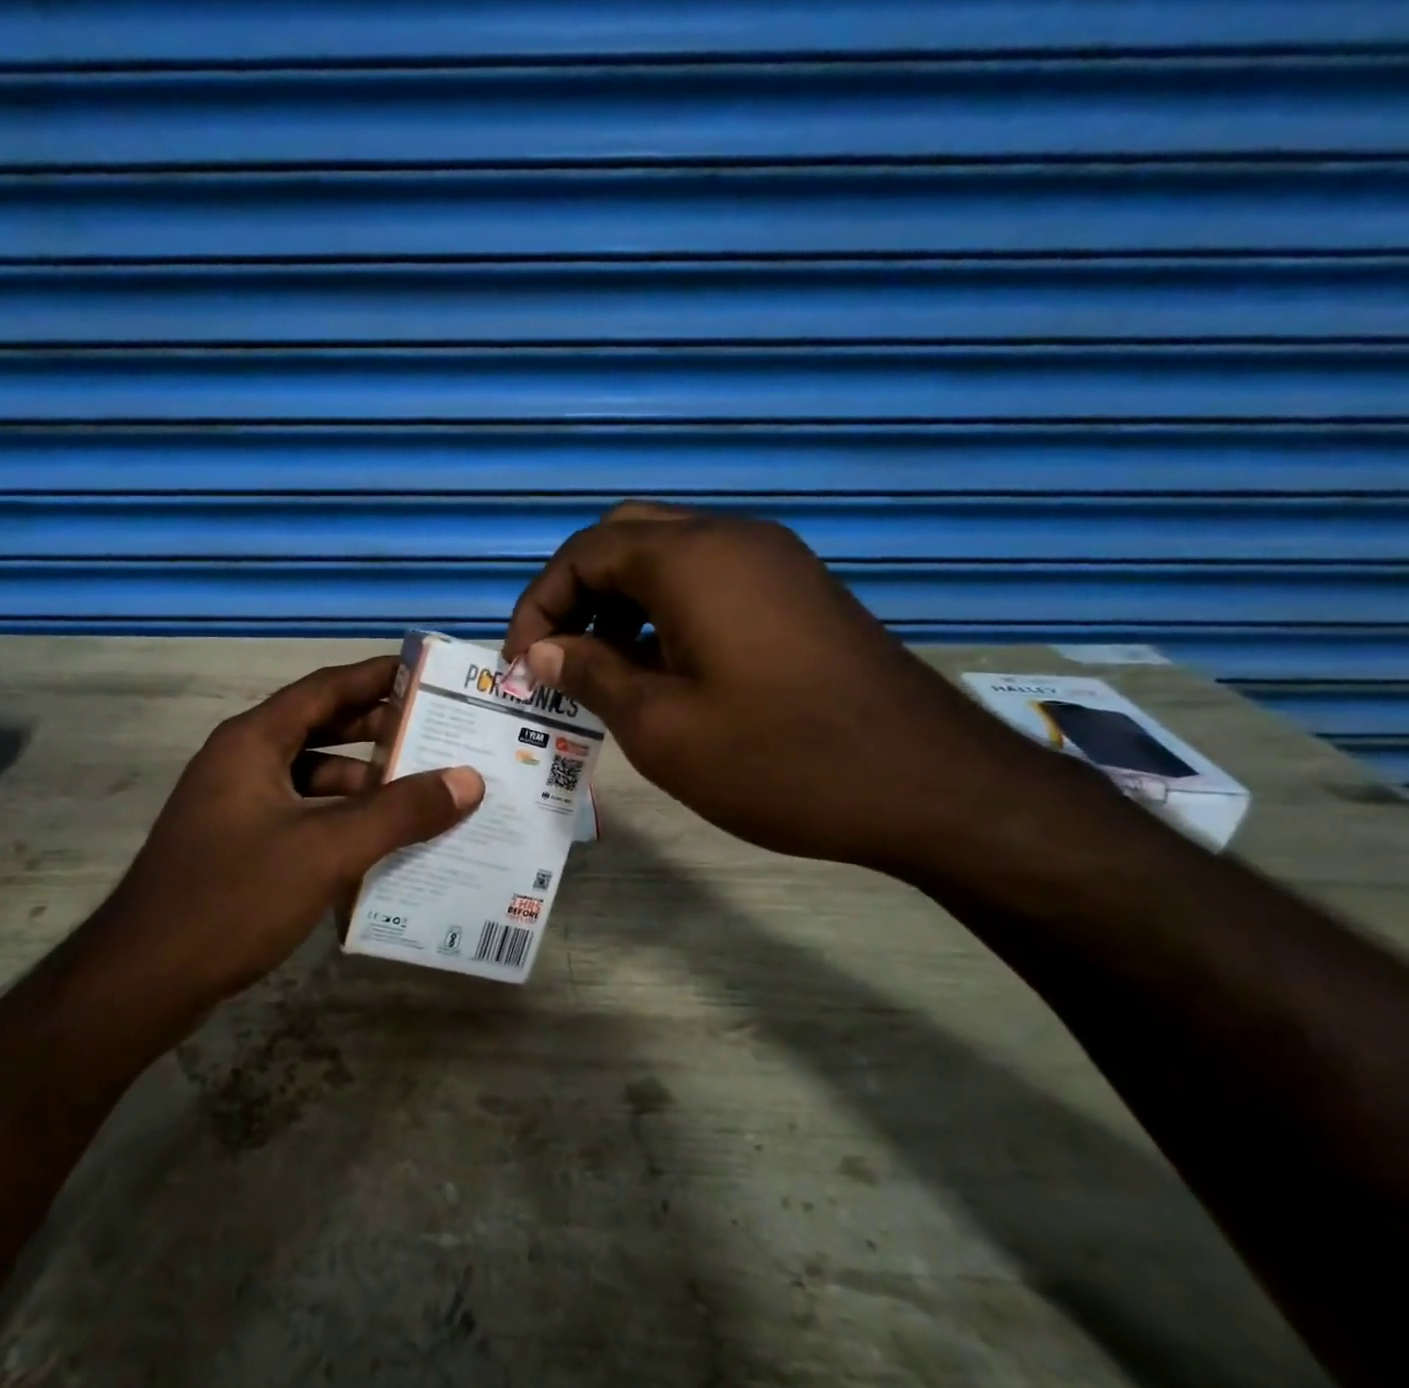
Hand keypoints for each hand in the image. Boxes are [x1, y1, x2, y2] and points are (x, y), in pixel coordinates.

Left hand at [101, 656, 483, 1008]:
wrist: (145, 979)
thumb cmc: (234, 896)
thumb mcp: (327, 849)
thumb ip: (400, 812)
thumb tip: (468, 780)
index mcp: (254, 741)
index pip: (325, 688)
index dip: (377, 677)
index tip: (429, 675)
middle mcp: (242, 763)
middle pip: (321, 730)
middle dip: (379, 733)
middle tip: (440, 738)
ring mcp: (237, 807)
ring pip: (313, 780)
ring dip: (364, 785)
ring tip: (424, 796)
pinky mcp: (238, 847)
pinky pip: (302, 818)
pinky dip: (341, 822)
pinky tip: (381, 846)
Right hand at [501, 503, 1066, 872]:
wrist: (929, 785)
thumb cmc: (779, 759)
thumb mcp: (661, 727)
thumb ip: (590, 675)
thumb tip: (542, 650)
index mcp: (690, 559)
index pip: (583, 552)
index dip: (537, 604)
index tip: (521, 664)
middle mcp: (732, 538)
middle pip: (625, 538)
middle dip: (577, 592)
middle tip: (557, 655)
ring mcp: (774, 560)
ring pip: (670, 555)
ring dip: (621, 600)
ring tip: (602, 668)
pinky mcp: (799, 590)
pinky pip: (711, 578)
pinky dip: (667, 609)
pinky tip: (663, 668)